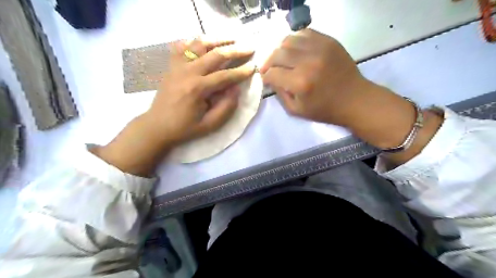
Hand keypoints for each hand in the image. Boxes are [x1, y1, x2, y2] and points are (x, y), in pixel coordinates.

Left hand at [94, 38, 255, 176]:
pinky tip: (204, 42)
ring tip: (231, 38)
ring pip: (199, 45)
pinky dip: (194, 41)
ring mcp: (178, 67)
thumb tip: (236, 89)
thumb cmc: (185, 128)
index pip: (225, 76)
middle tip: (249, 47)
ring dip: (217, 40)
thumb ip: (226, 107)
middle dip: (235, 50)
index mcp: (198, 89)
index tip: (254, 67)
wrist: (157, 126)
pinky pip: (182, 47)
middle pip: (215, 55)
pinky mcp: (172, 66)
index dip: (242, 71)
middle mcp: (188, 73)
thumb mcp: (209, 125)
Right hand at [261, 27, 378, 125]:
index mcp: (300, 83)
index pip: (272, 73)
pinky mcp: (329, 41)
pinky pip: (305, 33)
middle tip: (270, 69)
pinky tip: (296, 51)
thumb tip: (271, 79)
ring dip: (280, 50)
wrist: (354, 99)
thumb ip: (280, 95)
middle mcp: (308, 62)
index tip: (267, 80)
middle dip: (269, 63)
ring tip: (282, 59)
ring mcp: (320, 48)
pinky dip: (295, 41)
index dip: (266, 77)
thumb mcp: (297, 111)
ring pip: (289, 40)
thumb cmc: (325, 109)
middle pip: (277, 54)